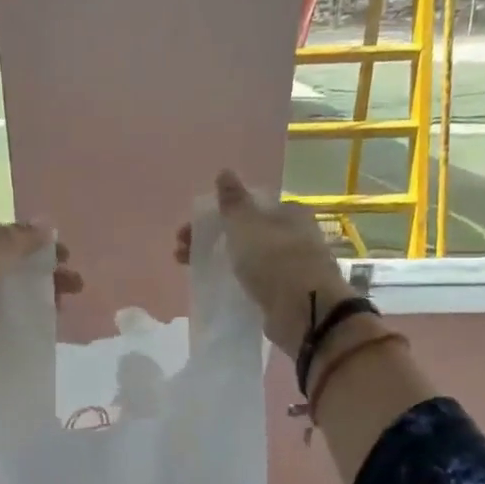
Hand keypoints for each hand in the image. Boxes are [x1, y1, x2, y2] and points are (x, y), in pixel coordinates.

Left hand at [0, 219, 83, 359]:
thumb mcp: (0, 244)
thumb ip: (25, 236)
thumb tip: (48, 225)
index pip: (5, 235)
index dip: (36, 245)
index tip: (65, 258)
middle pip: (8, 264)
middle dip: (41, 273)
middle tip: (73, 287)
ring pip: (4, 291)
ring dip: (33, 297)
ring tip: (61, 309)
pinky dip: (17, 317)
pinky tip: (36, 325)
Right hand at [175, 171, 353, 357]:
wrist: (304, 311)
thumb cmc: (275, 260)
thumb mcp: (247, 225)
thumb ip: (233, 202)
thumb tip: (224, 172)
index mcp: (288, 213)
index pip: (247, 208)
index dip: (216, 216)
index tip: (190, 229)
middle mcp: (293, 236)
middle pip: (244, 233)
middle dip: (211, 239)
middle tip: (180, 251)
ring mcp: (290, 267)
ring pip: (246, 258)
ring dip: (218, 261)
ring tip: (188, 270)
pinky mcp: (284, 294)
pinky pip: (252, 282)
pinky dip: (233, 281)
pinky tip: (216, 287)